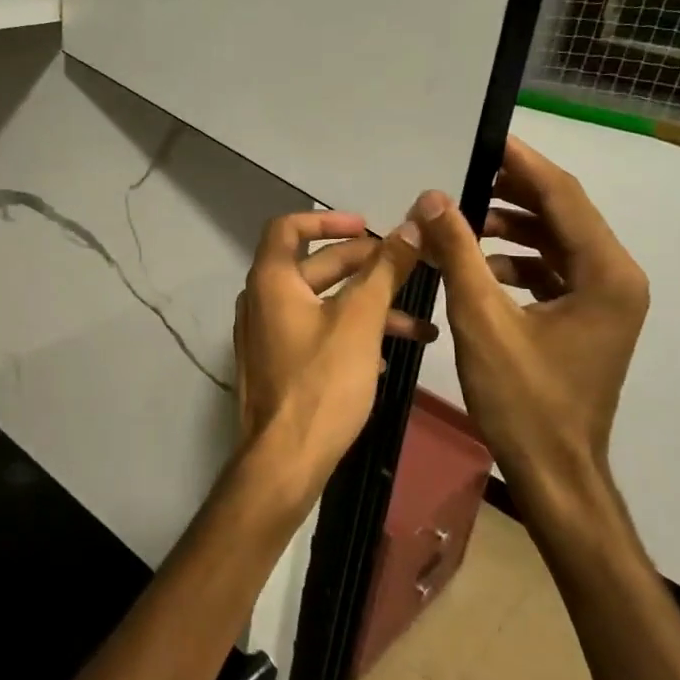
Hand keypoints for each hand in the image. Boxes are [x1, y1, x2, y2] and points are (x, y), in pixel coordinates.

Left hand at [232, 212, 429, 505]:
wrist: (285, 460)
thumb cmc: (322, 382)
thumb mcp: (360, 321)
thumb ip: (385, 270)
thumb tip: (412, 224)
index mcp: (271, 280)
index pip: (288, 227)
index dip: (328, 220)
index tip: (367, 227)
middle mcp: (261, 300)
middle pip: (313, 266)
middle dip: (364, 267)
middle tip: (409, 271)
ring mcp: (267, 335)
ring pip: (321, 304)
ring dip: (367, 306)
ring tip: (419, 325)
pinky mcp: (278, 364)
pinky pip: (315, 333)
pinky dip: (349, 332)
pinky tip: (390, 354)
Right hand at [410, 138, 648, 527]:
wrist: (555, 472)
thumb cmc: (524, 399)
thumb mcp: (482, 320)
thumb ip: (459, 252)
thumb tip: (432, 197)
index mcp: (606, 274)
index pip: (562, 196)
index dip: (521, 163)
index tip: (483, 136)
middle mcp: (616, 278)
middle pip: (562, 214)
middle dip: (511, 191)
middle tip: (460, 173)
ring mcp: (605, 300)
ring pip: (555, 242)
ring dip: (509, 227)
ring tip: (459, 220)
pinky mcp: (587, 319)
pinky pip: (551, 270)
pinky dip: (514, 260)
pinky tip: (475, 265)